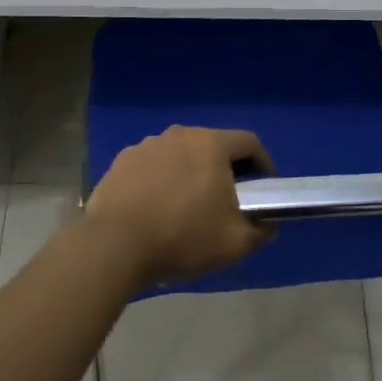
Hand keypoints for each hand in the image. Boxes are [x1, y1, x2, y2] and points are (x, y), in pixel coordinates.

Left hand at [84, 126, 272, 282]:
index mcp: (211, 144)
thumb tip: (267, 224)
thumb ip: (260, 230)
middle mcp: (179, 134)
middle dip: (225, 169)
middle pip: (213, 145)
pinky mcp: (121, 161)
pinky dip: (161, 180)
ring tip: (188, 205)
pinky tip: (156, 207)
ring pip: (180, 154)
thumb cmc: (182, 237)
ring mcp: (146, 145)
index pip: (249, 142)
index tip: (264, 189)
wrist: (113, 246)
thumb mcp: (235, 243)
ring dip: (190, 173)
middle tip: (227, 200)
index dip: (263, 164)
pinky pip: (152, 166)